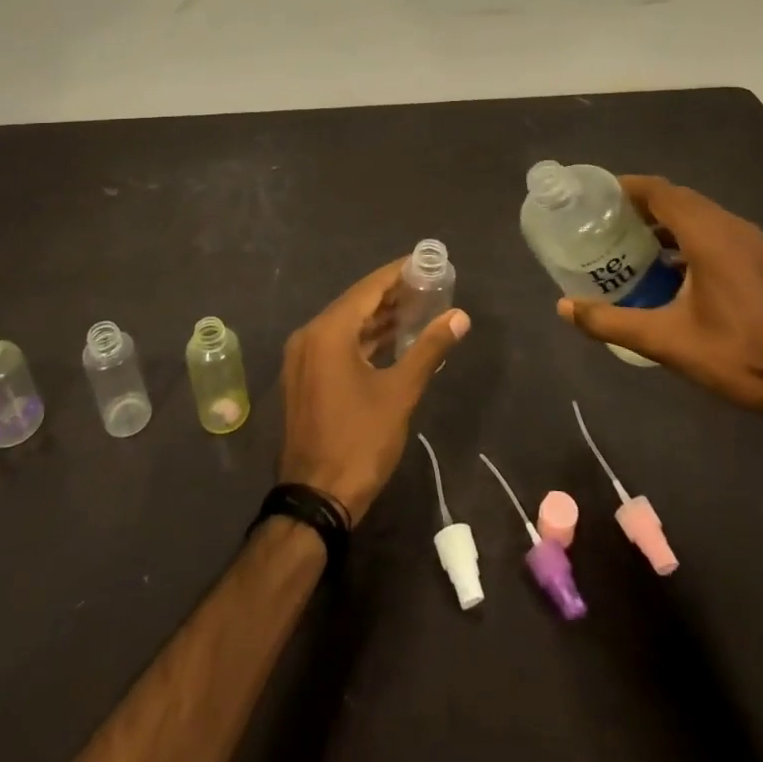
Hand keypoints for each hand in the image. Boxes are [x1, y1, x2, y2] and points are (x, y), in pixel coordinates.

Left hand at [279, 258, 469, 523]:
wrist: (316, 499)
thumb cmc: (359, 441)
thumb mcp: (400, 392)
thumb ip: (429, 348)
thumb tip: (459, 315)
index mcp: (328, 332)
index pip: (368, 288)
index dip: (397, 273)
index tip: (424, 262)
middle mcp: (309, 336)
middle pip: (355, 303)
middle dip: (391, 294)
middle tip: (428, 285)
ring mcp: (303, 358)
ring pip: (346, 325)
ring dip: (379, 317)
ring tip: (418, 308)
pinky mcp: (305, 378)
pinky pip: (337, 345)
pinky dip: (364, 339)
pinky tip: (392, 339)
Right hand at [558, 176, 762, 428]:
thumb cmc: (735, 357)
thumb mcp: (665, 342)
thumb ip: (610, 321)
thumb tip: (563, 307)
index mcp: (709, 236)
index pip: (661, 191)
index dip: (627, 187)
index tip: (598, 196)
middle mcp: (734, 228)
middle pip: (681, 199)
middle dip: (643, 204)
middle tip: (608, 221)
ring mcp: (755, 243)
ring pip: (703, 215)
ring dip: (668, 220)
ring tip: (635, 243)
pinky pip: (720, 232)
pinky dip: (691, 236)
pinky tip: (674, 269)